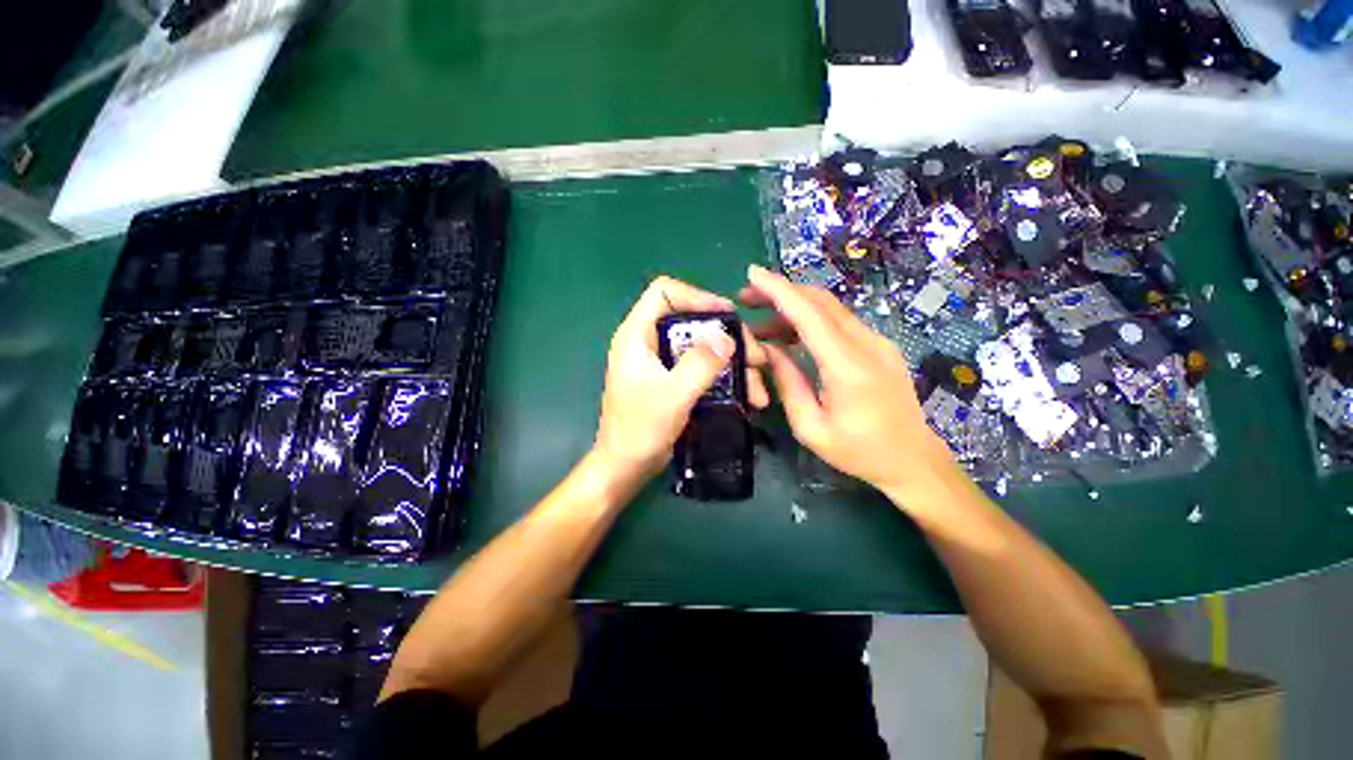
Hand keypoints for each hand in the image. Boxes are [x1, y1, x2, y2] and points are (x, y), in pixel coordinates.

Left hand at [593, 276, 769, 487]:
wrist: (625, 467)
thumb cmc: (639, 430)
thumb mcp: (672, 396)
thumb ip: (699, 364)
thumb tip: (727, 338)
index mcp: (637, 335)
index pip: (664, 293)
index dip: (696, 296)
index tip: (727, 315)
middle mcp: (649, 342)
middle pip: (693, 322)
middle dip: (728, 339)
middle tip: (757, 359)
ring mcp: (662, 363)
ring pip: (703, 348)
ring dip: (733, 364)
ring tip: (758, 389)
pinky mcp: (672, 381)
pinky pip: (702, 368)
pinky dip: (724, 378)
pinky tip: (746, 396)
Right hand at [740, 264, 956, 498]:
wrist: (913, 460)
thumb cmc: (858, 451)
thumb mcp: (811, 427)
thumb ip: (788, 383)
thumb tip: (768, 350)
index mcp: (848, 367)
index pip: (810, 315)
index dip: (779, 291)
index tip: (752, 274)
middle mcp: (867, 344)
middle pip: (820, 302)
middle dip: (781, 292)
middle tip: (747, 299)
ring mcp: (877, 342)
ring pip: (830, 309)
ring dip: (793, 307)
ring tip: (760, 324)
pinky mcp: (879, 346)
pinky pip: (840, 322)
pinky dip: (810, 320)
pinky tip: (789, 335)